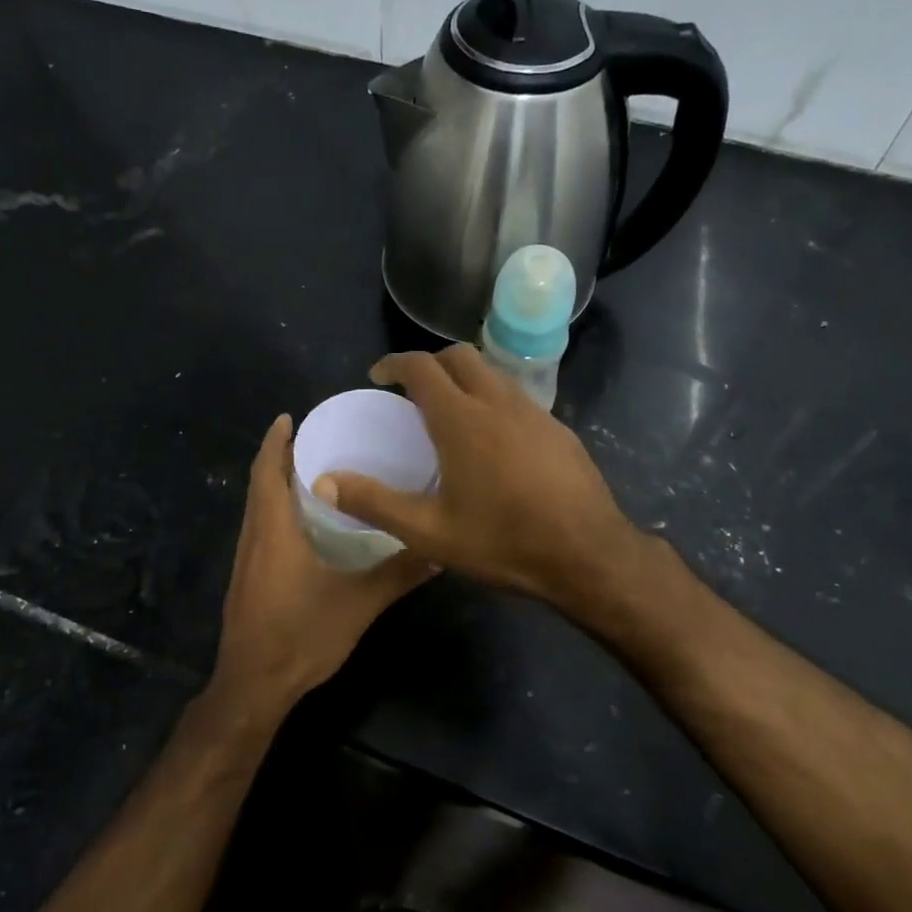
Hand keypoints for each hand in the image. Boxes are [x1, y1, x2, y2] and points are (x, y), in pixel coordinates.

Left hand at [211, 414, 436, 720]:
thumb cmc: (301, 636)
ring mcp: (246, 560)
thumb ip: (398, 574)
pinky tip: (304, 523)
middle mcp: (254, 537)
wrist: (254, 686)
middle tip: (314, 438)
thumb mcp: (359, 604)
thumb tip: (438, 550)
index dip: (275, 441)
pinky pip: (260, 528)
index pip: (267, 471)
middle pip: (259, 484)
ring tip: (313, 471)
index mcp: (274, 530)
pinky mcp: (247, 579)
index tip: (290, 417)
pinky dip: (276, 510)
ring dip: (276, 484)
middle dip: (280, 457)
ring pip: (258, 507)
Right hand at [314, 346, 636, 604]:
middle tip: (412, 392)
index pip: (422, 367)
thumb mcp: (429, 531)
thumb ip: (374, 503)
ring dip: (465, 379)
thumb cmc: (503, 541)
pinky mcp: (559, 430)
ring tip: (450, 414)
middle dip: (430, 363)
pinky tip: (494, 442)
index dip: (394, 363)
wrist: (588, 555)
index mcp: (462, 419)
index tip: (378, 376)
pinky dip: (493, 401)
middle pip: (460, 356)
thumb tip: (323, 482)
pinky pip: (517, 398)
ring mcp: (535, 413)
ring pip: (493, 374)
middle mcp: (499, 402)